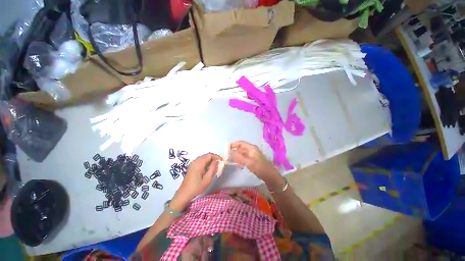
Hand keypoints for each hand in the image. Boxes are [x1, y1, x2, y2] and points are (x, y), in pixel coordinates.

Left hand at [174, 153, 220, 202]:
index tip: (221, 161)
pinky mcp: (191, 166)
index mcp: (198, 163)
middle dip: (214, 158)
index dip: (216, 156)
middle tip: (219, 164)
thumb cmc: (197, 187)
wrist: (184, 193)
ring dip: (210, 160)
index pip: (209, 155)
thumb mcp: (207, 179)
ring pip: (203, 157)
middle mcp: (195, 161)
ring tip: (215, 166)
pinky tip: (208, 168)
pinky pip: (200, 160)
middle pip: (206, 155)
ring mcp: (192, 163)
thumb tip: (217, 161)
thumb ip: (213, 168)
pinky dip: (206, 162)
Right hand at [230, 141, 283, 188]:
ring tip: (231, 160)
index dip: (233, 144)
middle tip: (227, 156)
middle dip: (234, 151)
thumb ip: (239, 157)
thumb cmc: (261, 168)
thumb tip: (230, 152)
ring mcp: (252, 156)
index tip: (226, 148)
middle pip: (241, 148)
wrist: (270, 176)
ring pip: (242, 154)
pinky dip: (240, 160)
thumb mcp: (249, 162)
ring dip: (236, 156)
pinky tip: (238, 164)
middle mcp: (251, 150)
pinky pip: (244, 159)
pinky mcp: (252, 161)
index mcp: (251, 148)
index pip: (240, 143)